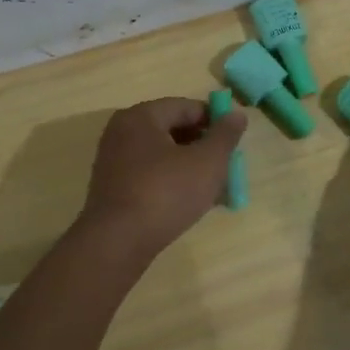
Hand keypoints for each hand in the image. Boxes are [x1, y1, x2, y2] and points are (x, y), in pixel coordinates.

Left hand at [77, 98, 247, 258]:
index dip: (215, 121)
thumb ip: (225, 135)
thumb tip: (236, 113)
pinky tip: (190, 202)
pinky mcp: (113, 188)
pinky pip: (150, 175)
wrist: (118, 242)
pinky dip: (172, 182)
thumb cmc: (166, 193)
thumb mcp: (207, 162)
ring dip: (190, 167)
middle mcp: (122, 132)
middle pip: (173, 130)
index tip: (235, 141)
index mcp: (141, 116)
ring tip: (214, 188)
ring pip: (163, 155)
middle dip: (203, 146)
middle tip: (226, 166)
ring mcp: (114, 161)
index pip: (186, 107)